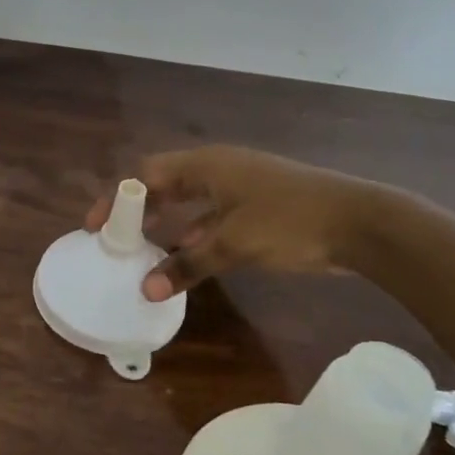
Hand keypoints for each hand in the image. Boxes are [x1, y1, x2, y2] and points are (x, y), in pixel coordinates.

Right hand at [86, 146, 370, 300]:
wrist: (359, 222)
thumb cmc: (290, 222)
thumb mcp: (233, 244)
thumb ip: (188, 264)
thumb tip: (147, 288)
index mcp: (206, 165)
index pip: (145, 175)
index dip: (116, 197)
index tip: (95, 226)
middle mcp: (218, 170)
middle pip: (164, 184)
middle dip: (138, 209)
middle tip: (115, 238)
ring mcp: (239, 187)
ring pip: (189, 202)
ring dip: (166, 224)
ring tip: (141, 251)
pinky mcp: (256, 207)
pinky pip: (211, 217)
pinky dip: (194, 235)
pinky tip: (185, 258)